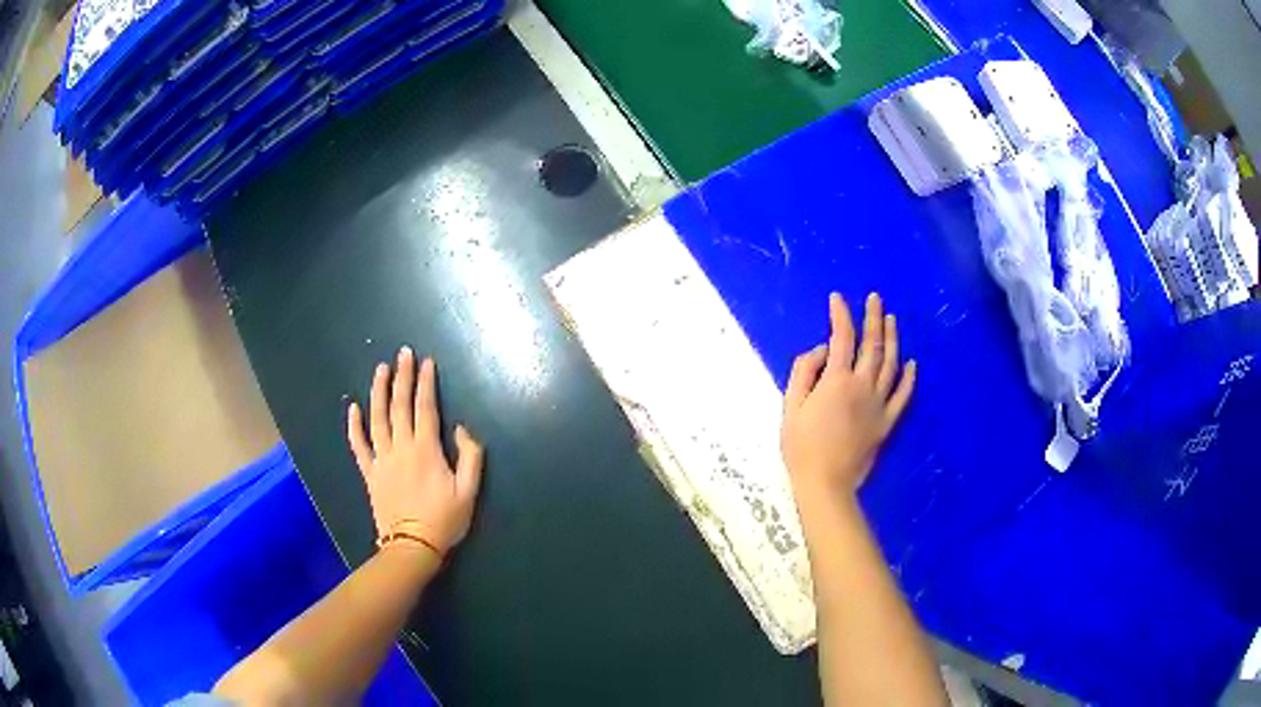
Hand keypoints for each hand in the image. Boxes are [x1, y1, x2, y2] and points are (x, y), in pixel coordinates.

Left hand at [347, 347, 484, 555]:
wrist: (412, 545)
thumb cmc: (444, 520)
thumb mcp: (469, 492)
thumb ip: (470, 457)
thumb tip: (461, 429)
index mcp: (426, 450)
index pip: (425, 408)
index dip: (426, 383)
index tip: (427, 362)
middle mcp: (401, 447)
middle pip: (399, 405)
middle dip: (402, 377)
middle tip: (404, 353)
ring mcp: (382, 459)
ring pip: (377, 418)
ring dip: (378, 391)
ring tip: (380, 369)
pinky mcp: (370, 473)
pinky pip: (359, 445)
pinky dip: (354, 426)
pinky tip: (352, 408)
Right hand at [782, 293, 915, 500]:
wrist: (825, 482)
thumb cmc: (801, 445)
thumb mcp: (790, 405)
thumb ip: (804, 371)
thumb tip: (822, 350)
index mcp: (836, 380)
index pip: (842, 337)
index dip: (840, 314)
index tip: (837, 298)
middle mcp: (862, 385)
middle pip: (872, 344)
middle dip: (873, 317)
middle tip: (875, 298)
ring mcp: (879, 403)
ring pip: (891, 364)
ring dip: (892, 339)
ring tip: (892, 319)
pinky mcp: (887, 421)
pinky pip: (902, 395)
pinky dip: (908, 377)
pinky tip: (912, 363)